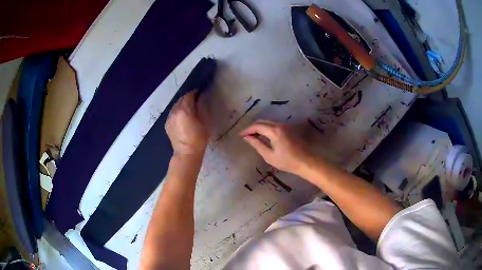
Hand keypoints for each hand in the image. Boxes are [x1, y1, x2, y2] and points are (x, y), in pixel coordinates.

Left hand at [166, 90, 208, 156]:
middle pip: (180, 100)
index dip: (194, 93)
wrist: (186, 153)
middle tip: (194, 98)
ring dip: (181, 104)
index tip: (198, 92)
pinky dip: (177, 111)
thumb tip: (199, 101)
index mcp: (185, 110)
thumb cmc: (198, 139)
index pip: (188, 96)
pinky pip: (172, 113)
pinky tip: (181, 115)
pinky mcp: (167, 124)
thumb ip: (200, 109)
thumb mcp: (204, 123)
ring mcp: (169, 118)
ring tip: (187, 106)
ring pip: (175, 106)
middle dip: (187, 97)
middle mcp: (175, 112)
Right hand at [239, 120, 312, 174]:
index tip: (240, 135)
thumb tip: (247, 137)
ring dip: (260, 127)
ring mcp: (286, 126)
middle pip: (263, 122)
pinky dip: (266, 128)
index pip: (257, 126)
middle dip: (253, 127)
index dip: (247, 130)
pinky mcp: (289, 129)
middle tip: (245, 135)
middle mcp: (280, 125)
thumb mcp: (269, 156)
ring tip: (253, 136)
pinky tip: (263, 135)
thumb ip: (257, 145)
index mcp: (275, 131)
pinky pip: (274, 125)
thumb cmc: (287, 161)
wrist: (306, 162)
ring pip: (269, 123)